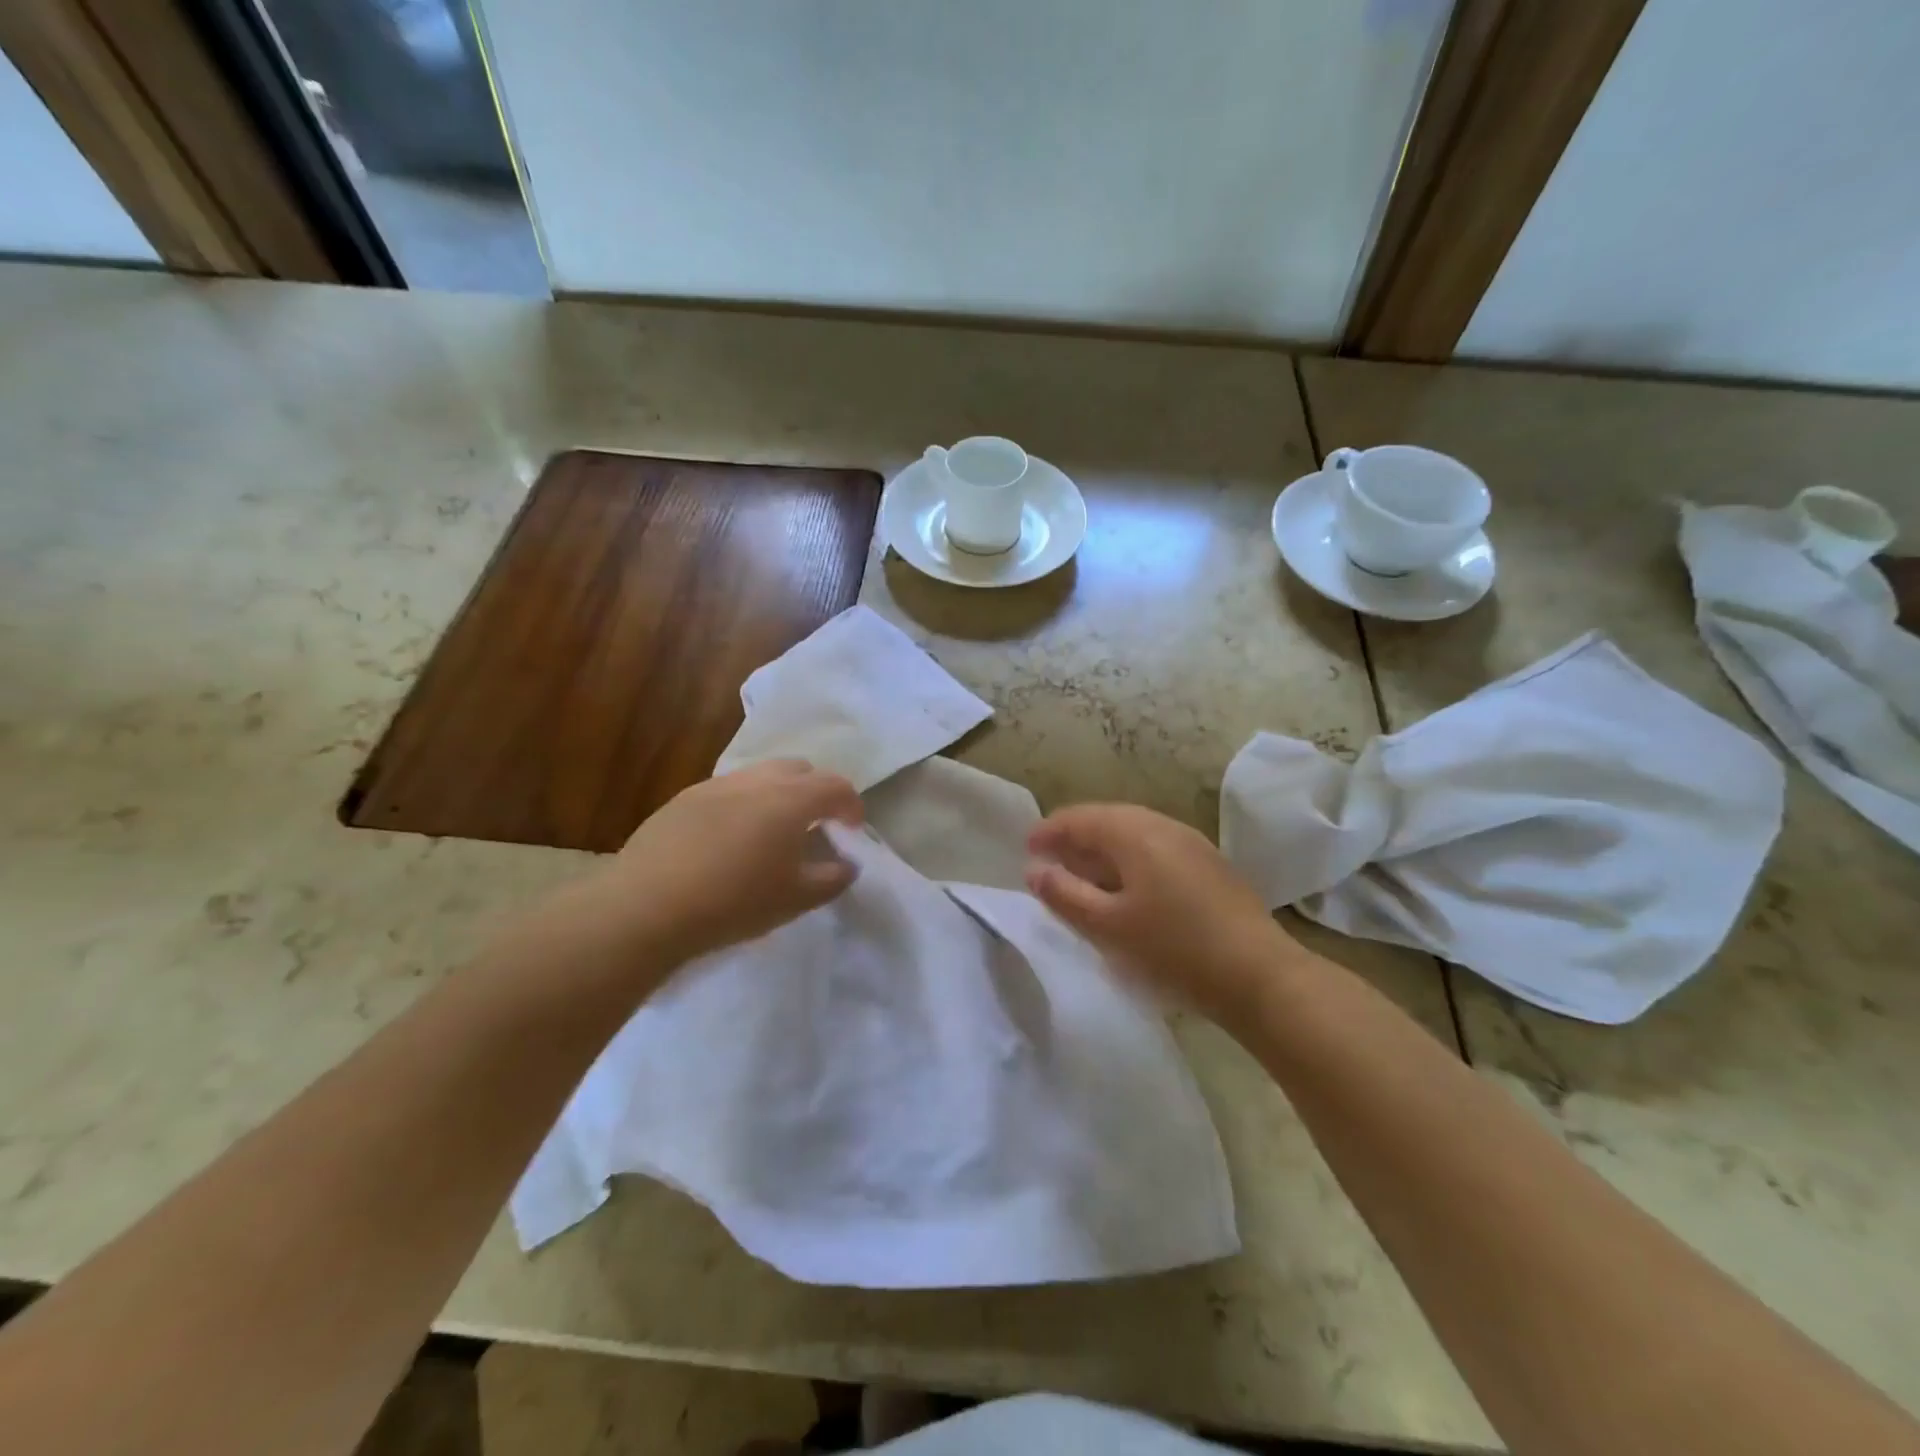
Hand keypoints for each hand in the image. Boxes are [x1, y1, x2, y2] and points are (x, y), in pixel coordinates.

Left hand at [523, 761, 863, 987]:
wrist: (646, 907)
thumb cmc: (733, 903)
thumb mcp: (795, 899)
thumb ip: (831, 878)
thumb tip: (847, 864)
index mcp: (790, 800)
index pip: (836, 786)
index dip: (851, 806)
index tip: (852, 831)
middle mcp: (756, 781)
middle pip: (799, 769)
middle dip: (815, 791)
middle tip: (814, 827)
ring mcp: (716, 785)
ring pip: (761, 775)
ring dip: (778, 794)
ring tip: (771, 833)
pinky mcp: (684, 798)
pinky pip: (728, 790)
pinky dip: (744, 804)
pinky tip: (729, 840)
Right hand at [1025, 804, 1304, 1024]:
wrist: (1260, 976)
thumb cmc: (1174, 949)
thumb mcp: (1108, 927)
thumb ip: (1064, 895)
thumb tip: (1034, 870)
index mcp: (1134, 833)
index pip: (1079, 819)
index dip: (1049, 832)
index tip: (1025, 850)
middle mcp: (1162, 826)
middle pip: (1107, 820)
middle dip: (1074, 838)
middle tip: (1049, 862)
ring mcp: (1191, 843)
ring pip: (1134, 834)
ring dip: (1102, 850)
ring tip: (1082, 876)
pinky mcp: (1209, 865)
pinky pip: (1156, 849)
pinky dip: (1129, 860)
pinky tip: (1127, 889)